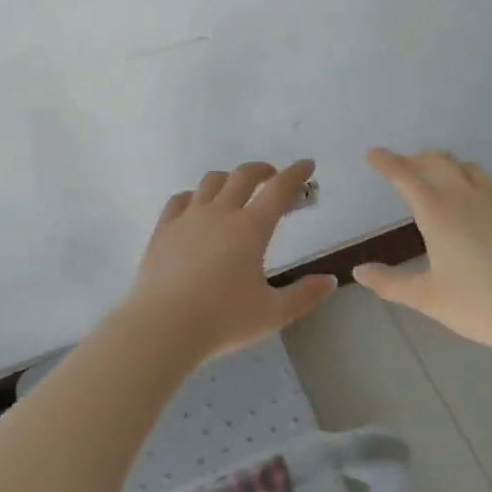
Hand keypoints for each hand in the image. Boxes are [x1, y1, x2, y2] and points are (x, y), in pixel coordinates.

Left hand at [126, 159, 337, 359]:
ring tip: (235, 189)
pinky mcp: (163, 229)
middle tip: (272, 176)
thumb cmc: (223, 320)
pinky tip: (196, 205)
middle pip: (243, 175)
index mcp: (251, 228)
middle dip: (262, 170)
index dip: (296, 173)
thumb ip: (304, 295)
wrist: (163, 327)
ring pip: (211, 182)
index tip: (307, 164)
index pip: (279, 189)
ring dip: (228, 179)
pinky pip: (180, 199)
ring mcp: (188, 218)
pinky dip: (194, 196)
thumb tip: (329, 280)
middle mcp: (221, 213)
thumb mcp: (272, 313)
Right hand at [353, 148, 491, 351]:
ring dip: (447, 166)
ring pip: (466, 166)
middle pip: (437, 161)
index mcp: (436, 212)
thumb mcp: (426, 297)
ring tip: (440, 177)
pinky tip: (480, 192)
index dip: (386, 162)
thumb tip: (359, 271)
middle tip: (405, 167)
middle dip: (416, 159)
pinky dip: (478, 179)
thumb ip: (389, 282)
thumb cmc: (476, 304)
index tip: (373, 154)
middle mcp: (464, 195)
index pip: (405, 176)